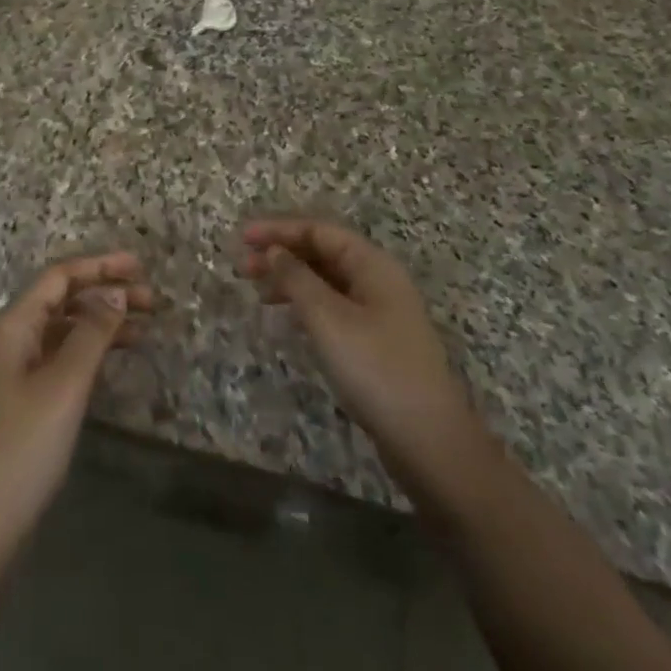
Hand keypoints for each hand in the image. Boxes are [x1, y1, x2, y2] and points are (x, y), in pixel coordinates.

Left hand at [0, 253, 152, 559]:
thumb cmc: (23, 447)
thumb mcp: (64, 385)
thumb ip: (92, 333)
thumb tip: (116, 292)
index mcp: (15, 325)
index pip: (60, 276)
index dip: (100, 265)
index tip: (140, 267)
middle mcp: (13, 338)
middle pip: (63, 299)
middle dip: (105, 292)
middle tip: (152, 300)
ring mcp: (17, 369)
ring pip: (65, 328)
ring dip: (102, 321)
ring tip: (145, 327)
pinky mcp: (25, 398)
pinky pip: (63, 356)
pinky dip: (91, 349)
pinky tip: (116, 357)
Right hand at [238, 219, 480, 488]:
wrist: (428, 440)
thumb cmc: (375, 368)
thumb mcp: (328, 318)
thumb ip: (297, 278)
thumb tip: (274, 251)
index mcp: (372, 265)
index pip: (319, 231)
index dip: (279, 229)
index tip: (242, 237)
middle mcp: (378, 281)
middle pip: (323, 253)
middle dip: (282, 255)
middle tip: (242, 267)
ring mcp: (379, 313)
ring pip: (327, 281)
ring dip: (291, 280)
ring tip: (257, 293)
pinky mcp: (375, 342)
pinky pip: (333, 307)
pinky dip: (306, 305)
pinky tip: (287, 319)